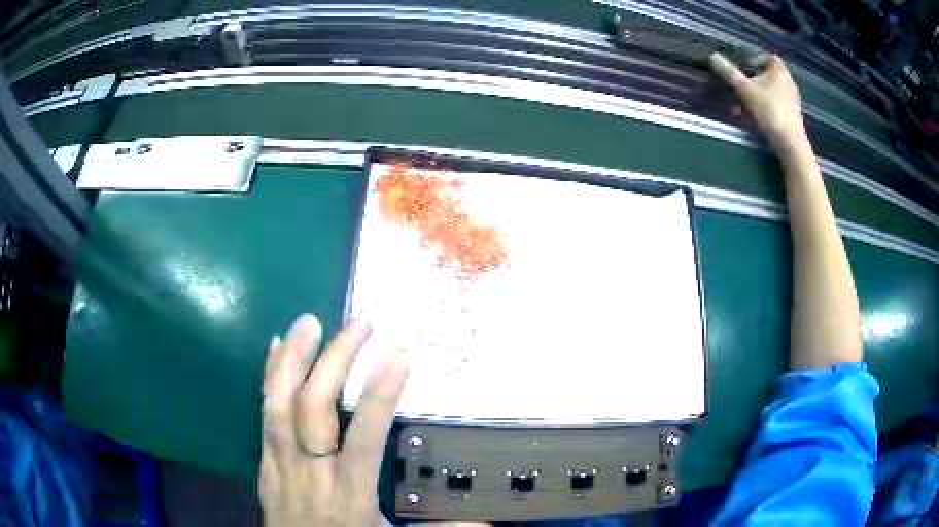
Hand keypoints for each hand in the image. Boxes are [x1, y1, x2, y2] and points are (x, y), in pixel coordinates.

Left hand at [260, 314, 407, 525]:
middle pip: (314, 410)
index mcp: (350, 494)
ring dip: (294, 359)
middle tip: (360, 323)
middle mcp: (313, 474)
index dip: (380, 395)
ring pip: (279, 405)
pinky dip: (269, 377)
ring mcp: (281, 464)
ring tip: (310, 321)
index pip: (364, 438)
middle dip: (336, 360)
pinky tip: (276, 348)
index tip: (399, 353)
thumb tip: (487, 525)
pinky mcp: (264, 462)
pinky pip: (263, 415)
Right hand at [709, 52, 805, 148]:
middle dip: (752, 80)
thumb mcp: (745, 90)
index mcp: (779, 71)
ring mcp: (790, 101)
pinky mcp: (790, 116)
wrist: (789, 143)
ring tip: (740, 106)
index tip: (744, 66)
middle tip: (739, 86)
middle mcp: (788, 83)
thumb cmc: (769, 110)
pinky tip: (750, 118)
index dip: (756, 59)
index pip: (769, 57)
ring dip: (755, 96)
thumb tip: (713, 56)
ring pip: (769, 92)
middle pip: (767, 76)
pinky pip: (773, 106)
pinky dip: (762, 108)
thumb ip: (729, 73)